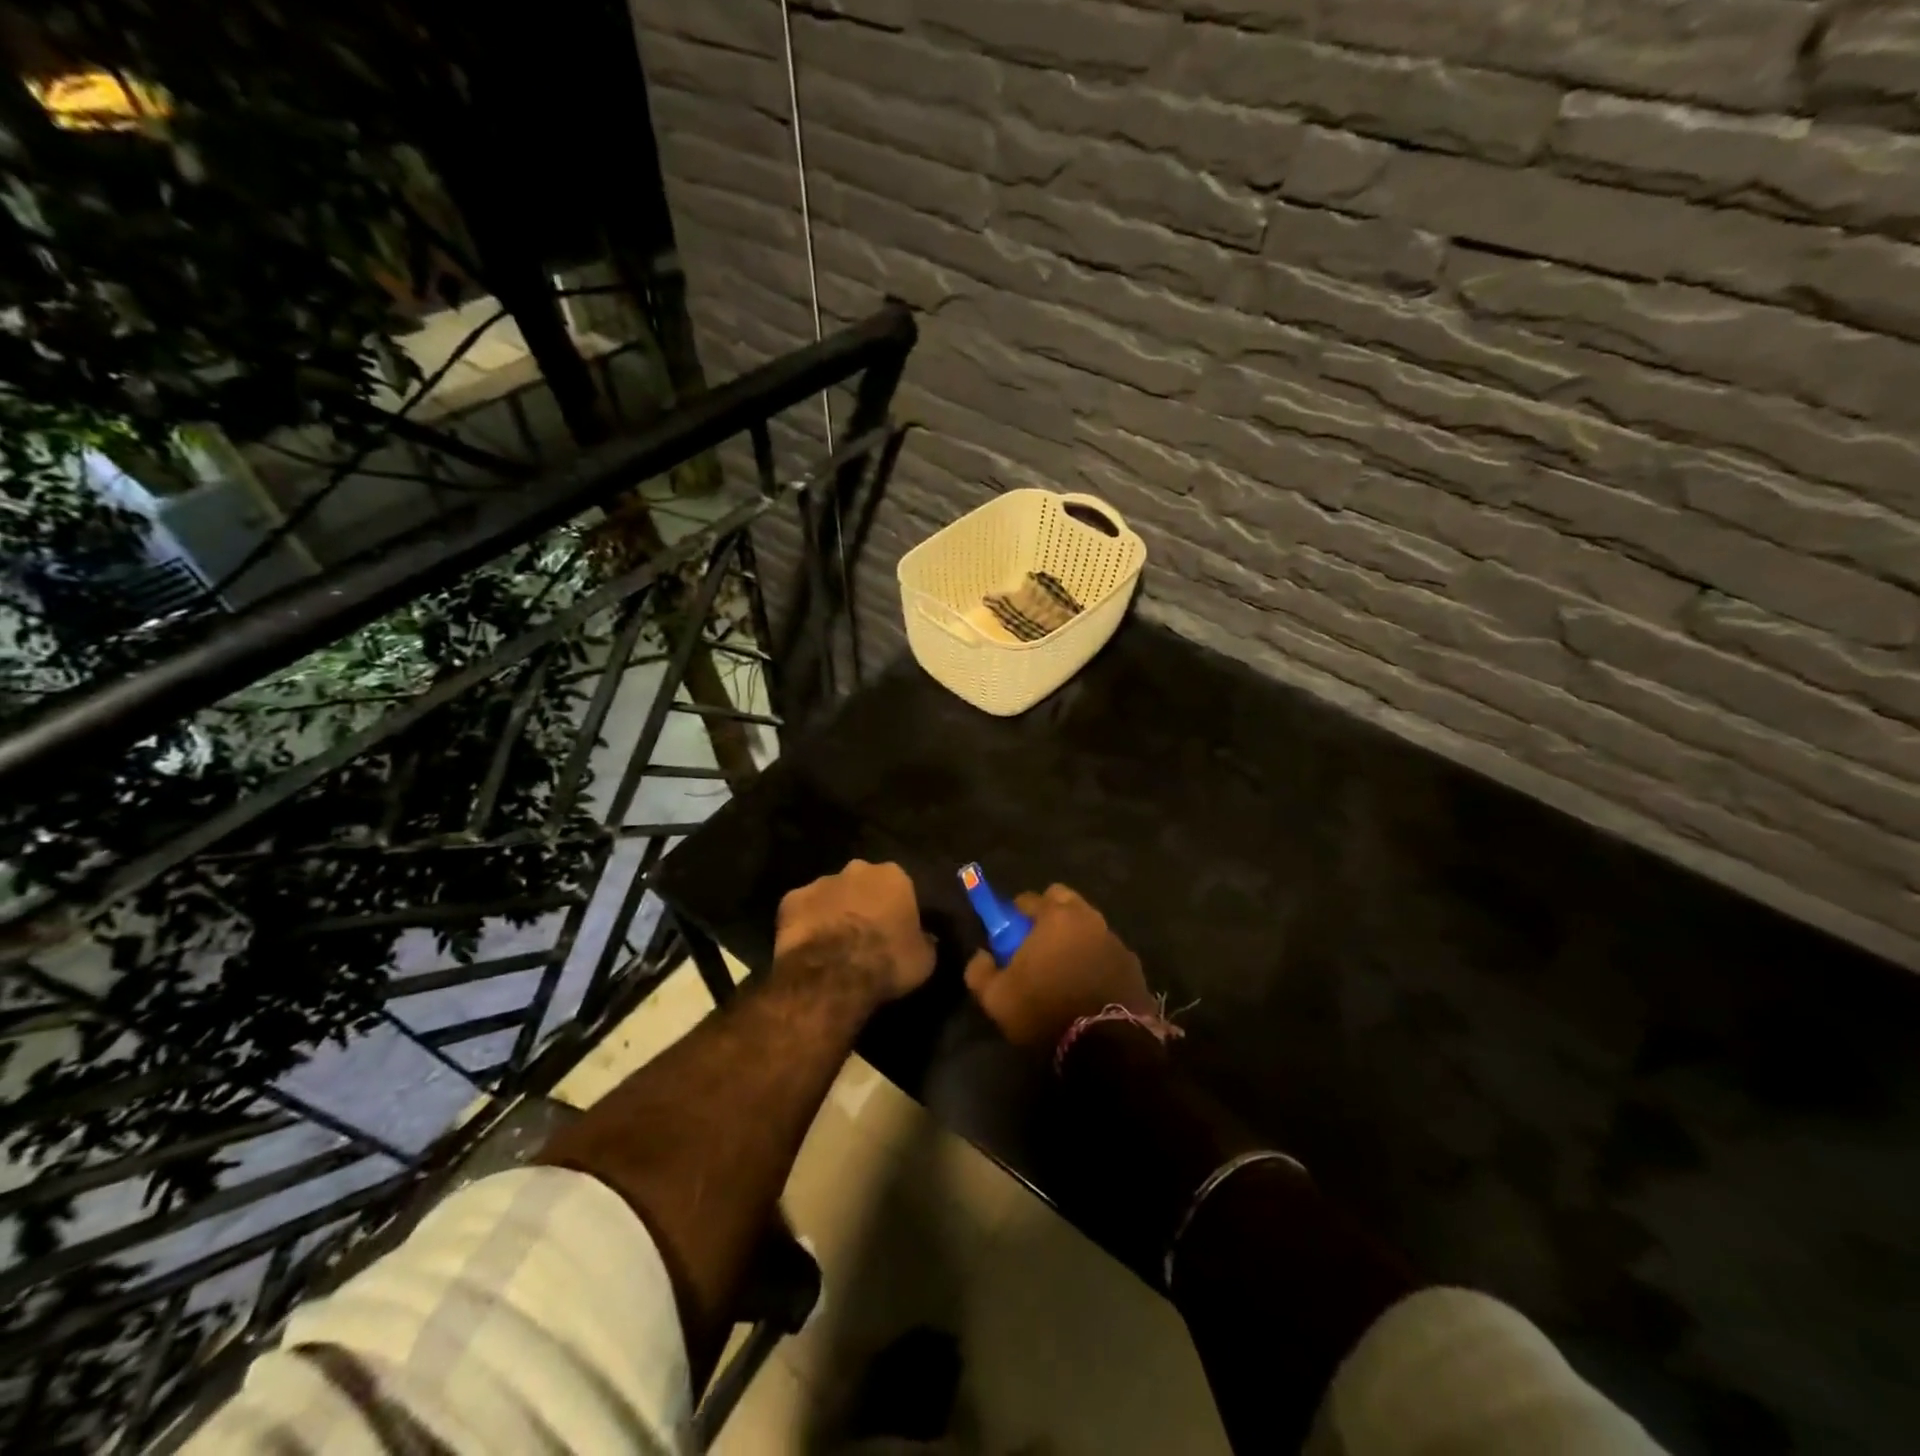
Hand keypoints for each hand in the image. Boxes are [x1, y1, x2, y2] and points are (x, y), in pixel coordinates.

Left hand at [773, 859, 935, 1008]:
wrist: (834, 975)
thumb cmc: (887, 962)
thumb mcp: (925, 959)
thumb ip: (924, 941)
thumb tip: (925, 938)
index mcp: (893, 876)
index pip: (898, 885)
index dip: (896, 907)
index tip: (894, 928)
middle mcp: (857, 869)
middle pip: (862, 883)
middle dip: (862, 902)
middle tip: (863, 933)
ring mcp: (820, 882)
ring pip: (830, 894)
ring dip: (833, 911)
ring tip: (832, 943)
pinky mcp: (790, 900)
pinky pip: (801, 910)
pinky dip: (805, 923)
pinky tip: (808, 946)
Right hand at [964, 884, 1151, 1052]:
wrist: (1107, 1044)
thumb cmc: (1046, 1010)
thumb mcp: (997, 998)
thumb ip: (980, 971)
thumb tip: (981, 956)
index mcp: (1054, 917)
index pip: (1028, 899)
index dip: (1014, 915)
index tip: (1008, 935)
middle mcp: (1087, 918)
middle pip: (1064, 900)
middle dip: (1049, 912)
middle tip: (1037, 942)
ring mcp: (1113, 939)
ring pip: (1088, 924)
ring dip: (1075, 935)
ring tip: (1064, 966)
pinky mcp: (1132, 963)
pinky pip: (1106, 949)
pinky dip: (1096, 957)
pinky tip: (1088, 982)